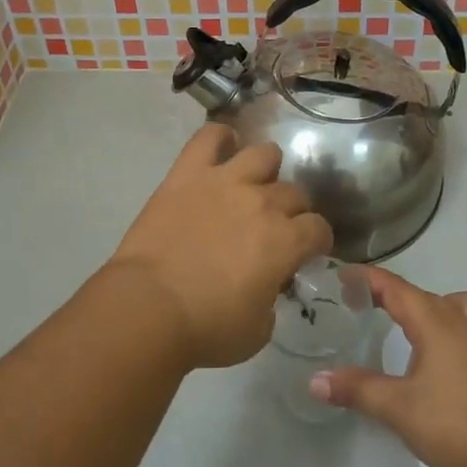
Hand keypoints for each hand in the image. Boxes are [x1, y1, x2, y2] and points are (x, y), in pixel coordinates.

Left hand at [106, 124, 333, 369]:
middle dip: (293, 210)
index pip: (319, 229)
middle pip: (294, 192)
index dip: (317, 240)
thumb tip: (267, 284)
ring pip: (264, 154)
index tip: (308, 250)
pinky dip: (220, 137)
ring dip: (266, 169)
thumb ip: (271, 299)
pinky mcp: (188, 173)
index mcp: (285, 242)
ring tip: (254, 183)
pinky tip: (222, 147)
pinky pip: (209, 137)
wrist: (148, 307)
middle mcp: (262, 203)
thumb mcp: (257, 330)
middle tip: (276, 226)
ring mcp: (225, 181)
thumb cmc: (206, 328)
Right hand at [311, 268, 466, 466]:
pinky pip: (464, 324)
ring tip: (403, 324)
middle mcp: (460, 321)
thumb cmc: (455, 425)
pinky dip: (444, 325)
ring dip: (425, 306)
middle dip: (389, 293)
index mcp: (436, 321)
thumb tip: (315, 381)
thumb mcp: (398, 407)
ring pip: (451, 305)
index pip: (395, 287)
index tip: (340, 275)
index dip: (367, 278)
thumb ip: (357, 389)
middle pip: (420, 294)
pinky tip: (432, 355)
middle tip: (358, 302)